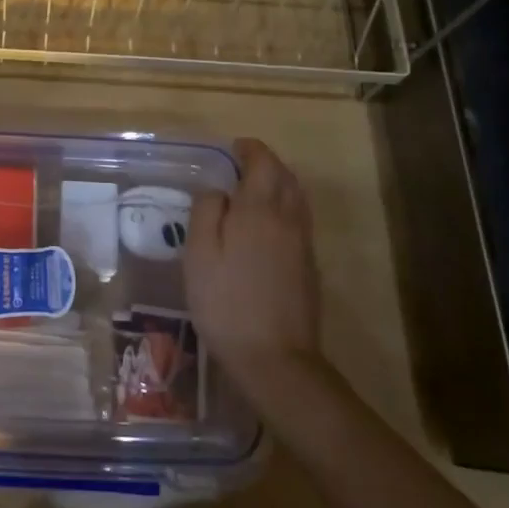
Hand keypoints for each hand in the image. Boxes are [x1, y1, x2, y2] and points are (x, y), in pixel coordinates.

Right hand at [185, 138, 321, 402]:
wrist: (275, 359)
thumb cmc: (226, 302)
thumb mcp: (199, 254)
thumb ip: (206, 211)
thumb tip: (217, 189)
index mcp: (259, 209)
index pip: (263, 162)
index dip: (249, 149)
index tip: (232, 148)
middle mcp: (287, 218)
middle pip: (285, 176)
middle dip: (265, 163)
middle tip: (239, 166)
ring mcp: (303, 243)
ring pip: (296, 198)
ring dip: (278, 184)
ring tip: (253, 191)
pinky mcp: (309, 267)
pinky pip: (299, 220)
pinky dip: (284, 208)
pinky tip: (265, 227)